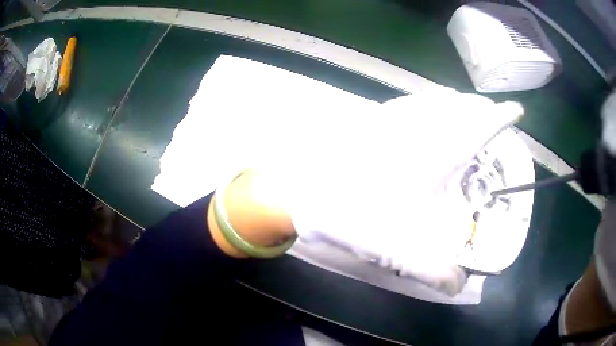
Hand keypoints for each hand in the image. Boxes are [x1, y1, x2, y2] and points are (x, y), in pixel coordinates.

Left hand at [281, 85, 522, 294]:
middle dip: (482, 109)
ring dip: (457, 104)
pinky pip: (413, 102)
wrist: (302, 190)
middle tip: (493, 118)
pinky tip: (428, 113)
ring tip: (467, 113)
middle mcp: (420, 127)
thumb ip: (435, 272)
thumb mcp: (401, 251)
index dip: (503, 116)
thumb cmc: (354, 214)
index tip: (517, 111)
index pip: (482, 125)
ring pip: (437, 99)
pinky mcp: (373, 118)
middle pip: (462, 105)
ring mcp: (394, 117)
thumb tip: (459, 285)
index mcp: (436, 153)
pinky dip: (430, 103)